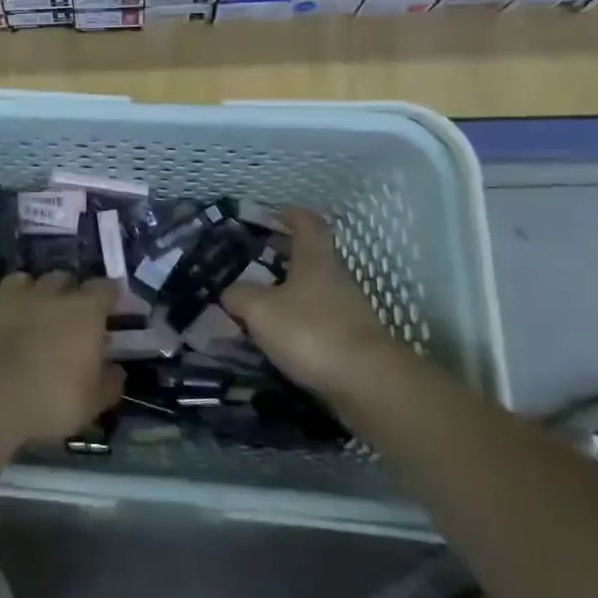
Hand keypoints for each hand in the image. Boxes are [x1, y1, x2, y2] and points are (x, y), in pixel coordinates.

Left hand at [0, 272, 124, 443]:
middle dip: (72, 292)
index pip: (106, 288)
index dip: (111, 296)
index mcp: (84, 311)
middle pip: (66, 278)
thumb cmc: (48, 398)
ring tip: (38, 315)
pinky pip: (3, 298)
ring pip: (30, 281)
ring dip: (38, 293)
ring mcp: (14, 298)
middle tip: (73, 316)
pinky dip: (10, 308)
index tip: (112, 308)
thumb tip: (116, 370)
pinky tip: (9, 328)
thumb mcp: (91, 403)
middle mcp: (51, 294)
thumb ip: (109, 383)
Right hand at [220, 209, 395, 397]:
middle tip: (257, 257)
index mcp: (315, 259)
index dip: (291, 215)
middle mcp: (336, 278)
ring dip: (291, 289)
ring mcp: (349, 310)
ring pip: (315, 289)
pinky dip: (300, 318)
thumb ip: (240, 295)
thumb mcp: (260, 310)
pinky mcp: (352, 340)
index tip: (274, 214)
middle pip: (312, 256)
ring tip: (261, 300)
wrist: (368, 383)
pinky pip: (320, 318)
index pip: (308, 224)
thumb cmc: (311, 331)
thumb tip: (230, 292)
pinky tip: (280, 333)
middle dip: (286, 254)